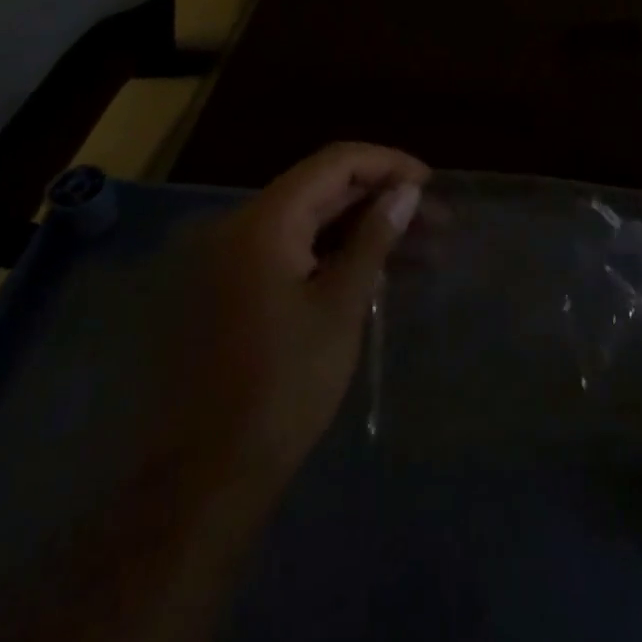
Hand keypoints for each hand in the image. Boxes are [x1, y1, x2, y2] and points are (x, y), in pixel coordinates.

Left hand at [0, 145, 429, 641]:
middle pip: (323, 190)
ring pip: (312, 224)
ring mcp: (233, 259)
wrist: (205, 477)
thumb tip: (407, 190)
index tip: (430, 183)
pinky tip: (377, 275)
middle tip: (437, 222)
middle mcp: (242, 226)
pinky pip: (293, 254)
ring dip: (364, 231)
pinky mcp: (233, 290)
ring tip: (422, 251)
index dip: (387, 164)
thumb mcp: (340, 307)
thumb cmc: (282, 387)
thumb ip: (374, 238)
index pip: (335, 163)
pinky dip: (335, 256)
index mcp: (264, 220)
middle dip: (382, 200)